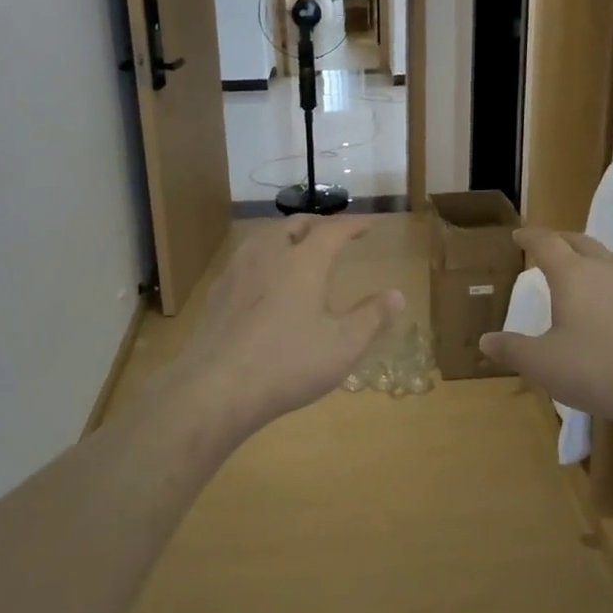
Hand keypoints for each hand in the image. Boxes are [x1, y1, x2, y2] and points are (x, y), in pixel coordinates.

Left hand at [170, 215, 402, 436]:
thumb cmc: (288, 363)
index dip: (354, 224)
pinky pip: (246, 258)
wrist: (215, 387)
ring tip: (299, 248)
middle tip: (335, 235)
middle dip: (319, 225)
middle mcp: (269, 253)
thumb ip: (372, 317)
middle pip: (296, 225)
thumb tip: (397, 295)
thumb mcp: (343, 345)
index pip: (334, 229)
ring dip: (288, 235)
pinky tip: (264, 279)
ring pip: (266, 236)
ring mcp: (238, 270)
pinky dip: (264, 256)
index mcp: (304, 260)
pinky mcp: (217, 291)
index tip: (369, 225)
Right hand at [478, 229, 612, 432]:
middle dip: (559, 240)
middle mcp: (604, 267)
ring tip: (582, 270)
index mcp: (572, 274)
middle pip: (579, 241)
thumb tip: (485, 340)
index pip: (546, 242)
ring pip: (608, 255)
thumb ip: (512, 350)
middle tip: (546, 247)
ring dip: (590, 256)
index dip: (530, 237)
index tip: (518, 236)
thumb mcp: (544, 364)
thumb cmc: (599, 369)